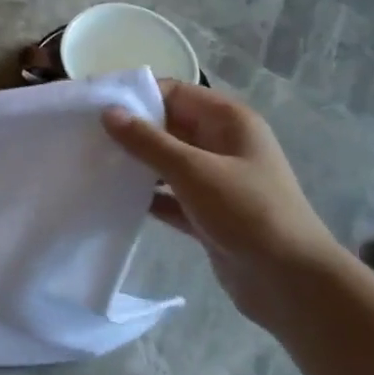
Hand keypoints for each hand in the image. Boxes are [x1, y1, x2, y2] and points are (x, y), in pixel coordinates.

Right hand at [103, 80, 345, 325]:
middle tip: (83, 137)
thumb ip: (148, 141)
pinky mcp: (206, 213)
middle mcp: (223, 144)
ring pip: (165, 162)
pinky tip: (112, 198)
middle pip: (168, 126)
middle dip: (130, 130)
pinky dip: (145, 196)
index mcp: (229, 121)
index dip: (137, 95)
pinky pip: (168, 195)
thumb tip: (108, 112)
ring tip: (91, 165)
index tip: (94, 105)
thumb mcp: (194, 171)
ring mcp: (215, 180)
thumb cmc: (247, 212)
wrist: (290, 281)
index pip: (175, 93)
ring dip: (135, 164)